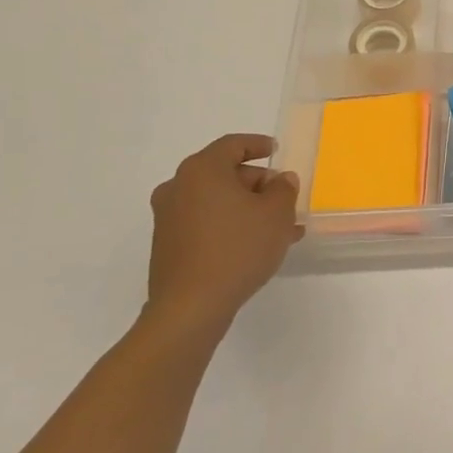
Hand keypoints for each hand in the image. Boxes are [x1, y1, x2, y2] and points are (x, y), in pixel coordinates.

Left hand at [146, 133, 304, 335]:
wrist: (190, 307)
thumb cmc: (238, 248)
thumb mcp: (276, 214)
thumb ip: (283, 189)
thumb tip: (280, 180)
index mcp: (202, 170)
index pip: (232, 145)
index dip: (257, 145)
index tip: (276, 150)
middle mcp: (178, 187)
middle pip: (223, 173)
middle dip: (257, 183)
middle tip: (284, 197)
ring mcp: (169, 218)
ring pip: (217, 201)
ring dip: (247, 208)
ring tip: (280, 227)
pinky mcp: (168, 245)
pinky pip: (206, 222)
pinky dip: (230, 224)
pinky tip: (256, 244)